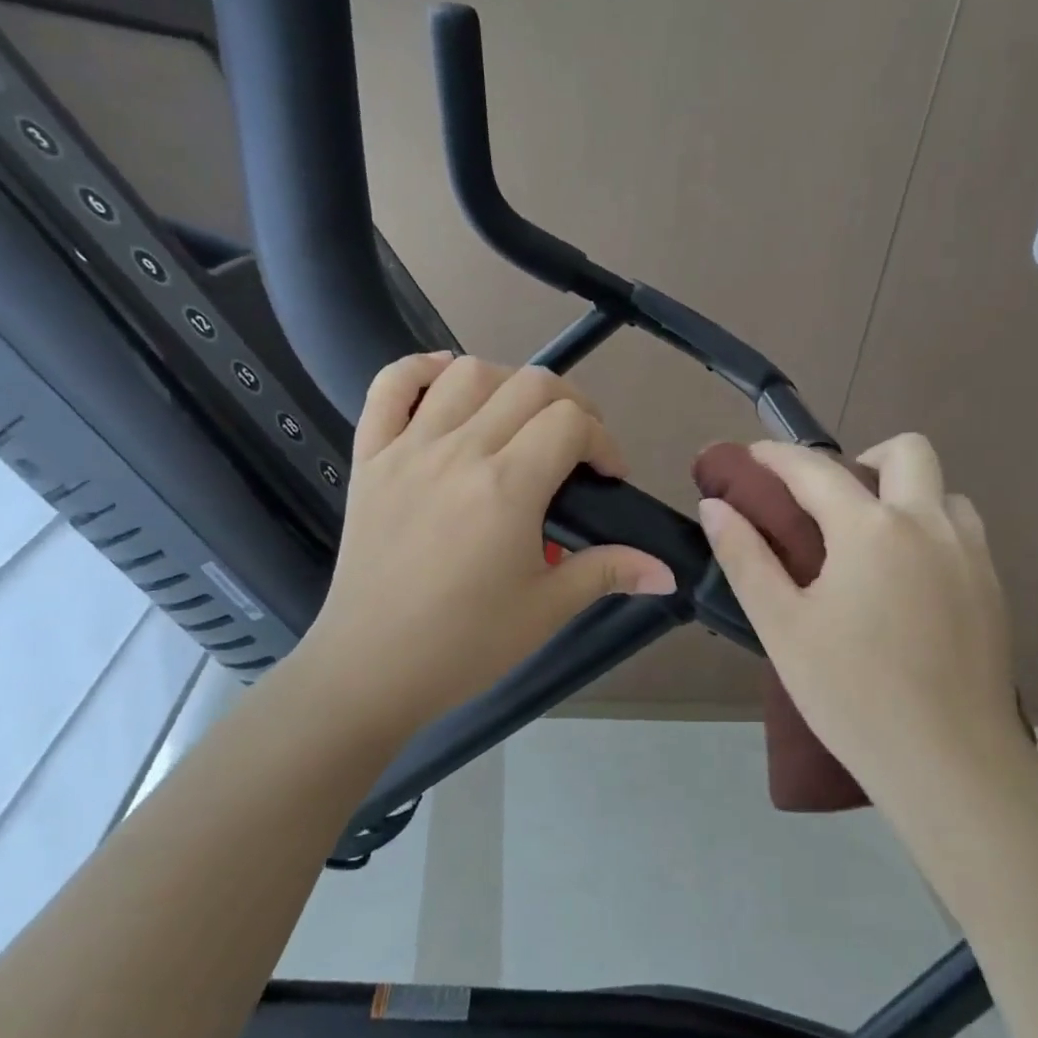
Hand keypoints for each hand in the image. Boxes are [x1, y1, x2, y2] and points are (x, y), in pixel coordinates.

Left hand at [299, 353, 676, 746]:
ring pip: (467, 374)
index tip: (607, 479)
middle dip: (571, 406)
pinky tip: (447, 379)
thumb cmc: (465, 644)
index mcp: (508, 487)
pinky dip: (420, 368)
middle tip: (576, 448)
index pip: (572, 423)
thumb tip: (667, 571)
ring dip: (508, 383)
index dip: (604, 442)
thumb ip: (608, 572)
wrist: (371, 669)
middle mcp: (459, 452)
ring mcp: (408, 448)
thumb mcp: (547, 609)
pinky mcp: (369, 457)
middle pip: (530, 385)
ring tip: (520, 420)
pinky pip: (388, 386)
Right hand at [698, 435, 1021, 800]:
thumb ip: (745, 557)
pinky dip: (931, 531)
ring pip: (945, 492)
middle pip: (907, 451)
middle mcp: (929, 525)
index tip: (752, 456)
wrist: (948, 762)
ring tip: (873, 544)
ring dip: (907, 495)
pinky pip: (963, 533)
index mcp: (871, 529)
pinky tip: (907, 582)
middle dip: (865, 458)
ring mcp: (971, 555)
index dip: (777, 457)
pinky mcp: (994, 589)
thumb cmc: (850, 693)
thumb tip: (715, 506)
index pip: (815, 470)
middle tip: (832, 504)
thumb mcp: (781, 626)